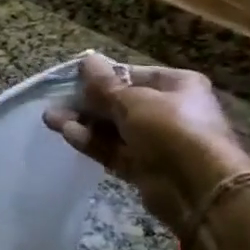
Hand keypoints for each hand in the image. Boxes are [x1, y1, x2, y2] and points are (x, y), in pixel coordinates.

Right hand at [43, 54, 249, 233]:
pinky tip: (66, 134)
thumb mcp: (133, 101)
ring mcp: (156, 141)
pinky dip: (92, 142)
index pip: (131, 74)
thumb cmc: (171, 130)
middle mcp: (168, 110)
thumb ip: (105, 85)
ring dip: (84, 123)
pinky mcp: (144, 168)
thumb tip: (86, 61)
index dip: (101, 76)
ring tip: (50, 118)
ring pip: (113, 128)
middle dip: (87, 102)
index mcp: (176, 85)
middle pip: (120, 102)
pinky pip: (114, 150)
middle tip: (55, 101)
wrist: (199, 188)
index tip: (71, 79)